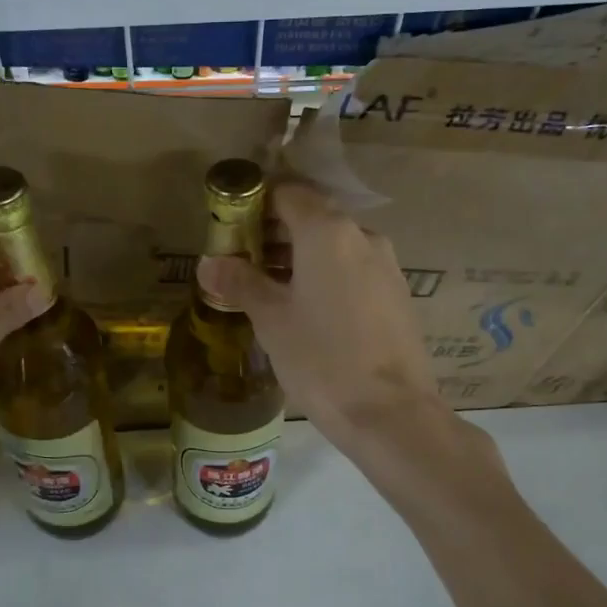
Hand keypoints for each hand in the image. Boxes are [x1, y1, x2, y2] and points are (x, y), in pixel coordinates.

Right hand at [198, 182, 448, 452]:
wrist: (390, 413)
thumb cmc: (321, 359)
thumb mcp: (271, 320)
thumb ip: (240, 283)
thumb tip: (208, 263)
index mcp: (328, 232)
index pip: (288, 193)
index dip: (256, 205)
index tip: (232, 230)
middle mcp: (362, 236)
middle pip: (313, 217)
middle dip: (275, 234)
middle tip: (243, 263)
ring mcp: (386, 265)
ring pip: (335, 245)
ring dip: (300, 257)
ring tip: (270, 290)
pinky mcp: (398, 294)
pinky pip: (354, 269)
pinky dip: (327, 276)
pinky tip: (309, 311)